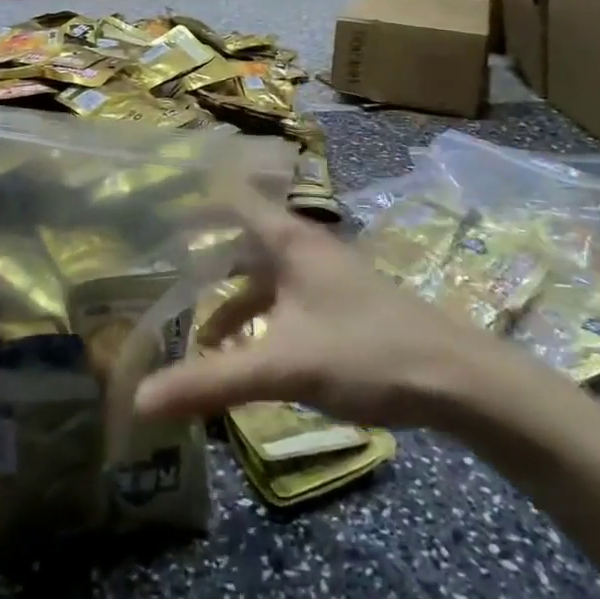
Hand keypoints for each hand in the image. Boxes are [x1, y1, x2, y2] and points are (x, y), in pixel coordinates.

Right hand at [135, 199, 549, 433]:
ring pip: (265, 277)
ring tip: (198, 335)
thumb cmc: (367, 353)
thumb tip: (139, 400)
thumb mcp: (284, 367)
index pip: (232, 198)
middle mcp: (305, 248)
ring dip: (232, 300)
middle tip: (159, 277)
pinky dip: (260, 321)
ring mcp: (326, 277)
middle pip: (242, 241)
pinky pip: (286, 301)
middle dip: (203, 259)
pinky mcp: (342, 306)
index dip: (194, 198)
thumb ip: (212, 381)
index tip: (153, 210)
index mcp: (289, 240)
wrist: (460, 381)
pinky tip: (249, 357)